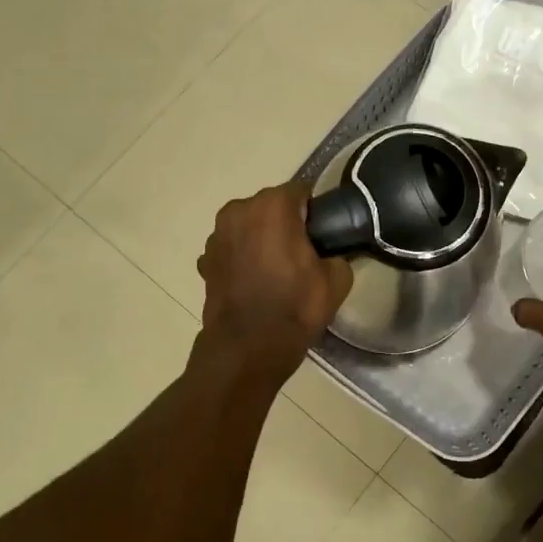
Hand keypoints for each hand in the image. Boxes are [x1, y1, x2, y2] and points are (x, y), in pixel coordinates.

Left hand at [195, 181, 353, 383]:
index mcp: (273, 206)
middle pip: (272, 207)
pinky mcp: (205, 260)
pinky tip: (254, 283)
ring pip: (249, 226)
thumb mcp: (337, 280)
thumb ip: (338, 255)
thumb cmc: (294, 308)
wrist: (247, 349)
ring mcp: (216, 235)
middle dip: (286, 223)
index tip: (323, 235)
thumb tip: (329, 255)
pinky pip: (232, 249)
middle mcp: (239, 210)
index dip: (316, 213)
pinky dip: (242, 259)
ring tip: (276, 271)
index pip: (302, 192)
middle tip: (302, 254)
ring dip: (261, 239)